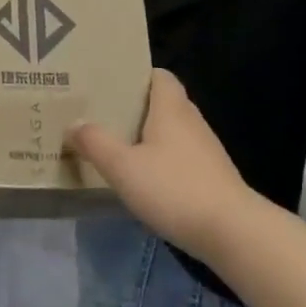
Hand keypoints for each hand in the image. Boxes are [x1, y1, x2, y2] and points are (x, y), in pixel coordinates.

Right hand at [67, 71, 257, 264]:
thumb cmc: (173, 189)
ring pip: (171, 132)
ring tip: (115, 146)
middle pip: (163, 103)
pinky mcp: (210, 176)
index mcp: (171, 109)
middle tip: (102, 116)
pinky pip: (179, 157)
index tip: (109, 84)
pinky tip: (142, 179)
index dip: (136, 75)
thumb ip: (95, 142)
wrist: (231, 231)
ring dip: (147, 136)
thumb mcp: (122, 166)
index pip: (159, 76)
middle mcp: (191, 122)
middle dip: (135, 108)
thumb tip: (74, 124)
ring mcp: (205, 151)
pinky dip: (160, 160)